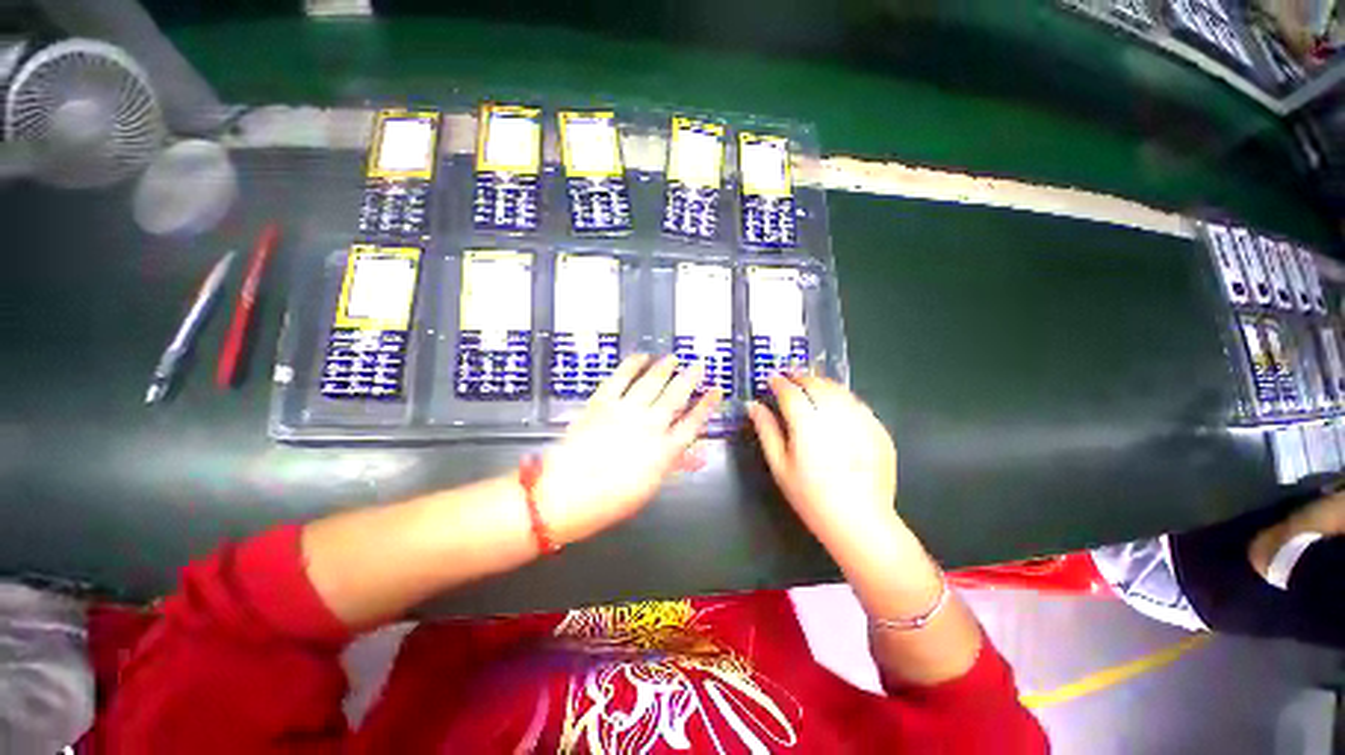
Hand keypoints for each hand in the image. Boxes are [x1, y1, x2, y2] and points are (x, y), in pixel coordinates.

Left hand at [536, 354, 720, 543]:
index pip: (693, 423)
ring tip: (674, 358)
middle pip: (675, 396)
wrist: (565, 494)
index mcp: (664, 451)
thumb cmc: (610, 500)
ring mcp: (625, 411)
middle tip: (700, 365)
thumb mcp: (649, 487)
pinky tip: (641, 356)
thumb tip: (699, 454)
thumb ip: (675, 465)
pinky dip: (632, 364)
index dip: (707, 405)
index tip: (716, 390)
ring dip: (665, 368)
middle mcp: (649, 425)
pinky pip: (620, 378)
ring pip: (651, 383)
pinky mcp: (602, 402)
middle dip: (690, 379)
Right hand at [748, 374, 898, 554]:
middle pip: (817, 385)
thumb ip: (766, 430)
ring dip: (822, 383)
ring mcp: (861, 421)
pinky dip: (843, 397)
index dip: (779, 382)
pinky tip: (836, 404)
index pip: (791, 392)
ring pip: (839, 390)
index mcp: (808, 424)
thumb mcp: (780, 466)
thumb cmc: (811, 497)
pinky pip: (858, 404)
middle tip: (790, 377)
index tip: (772, 378)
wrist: (860, 521)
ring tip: (811, 385)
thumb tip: (753, 406)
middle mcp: (836, 416)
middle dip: (801, 377)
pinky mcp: (878, 430)